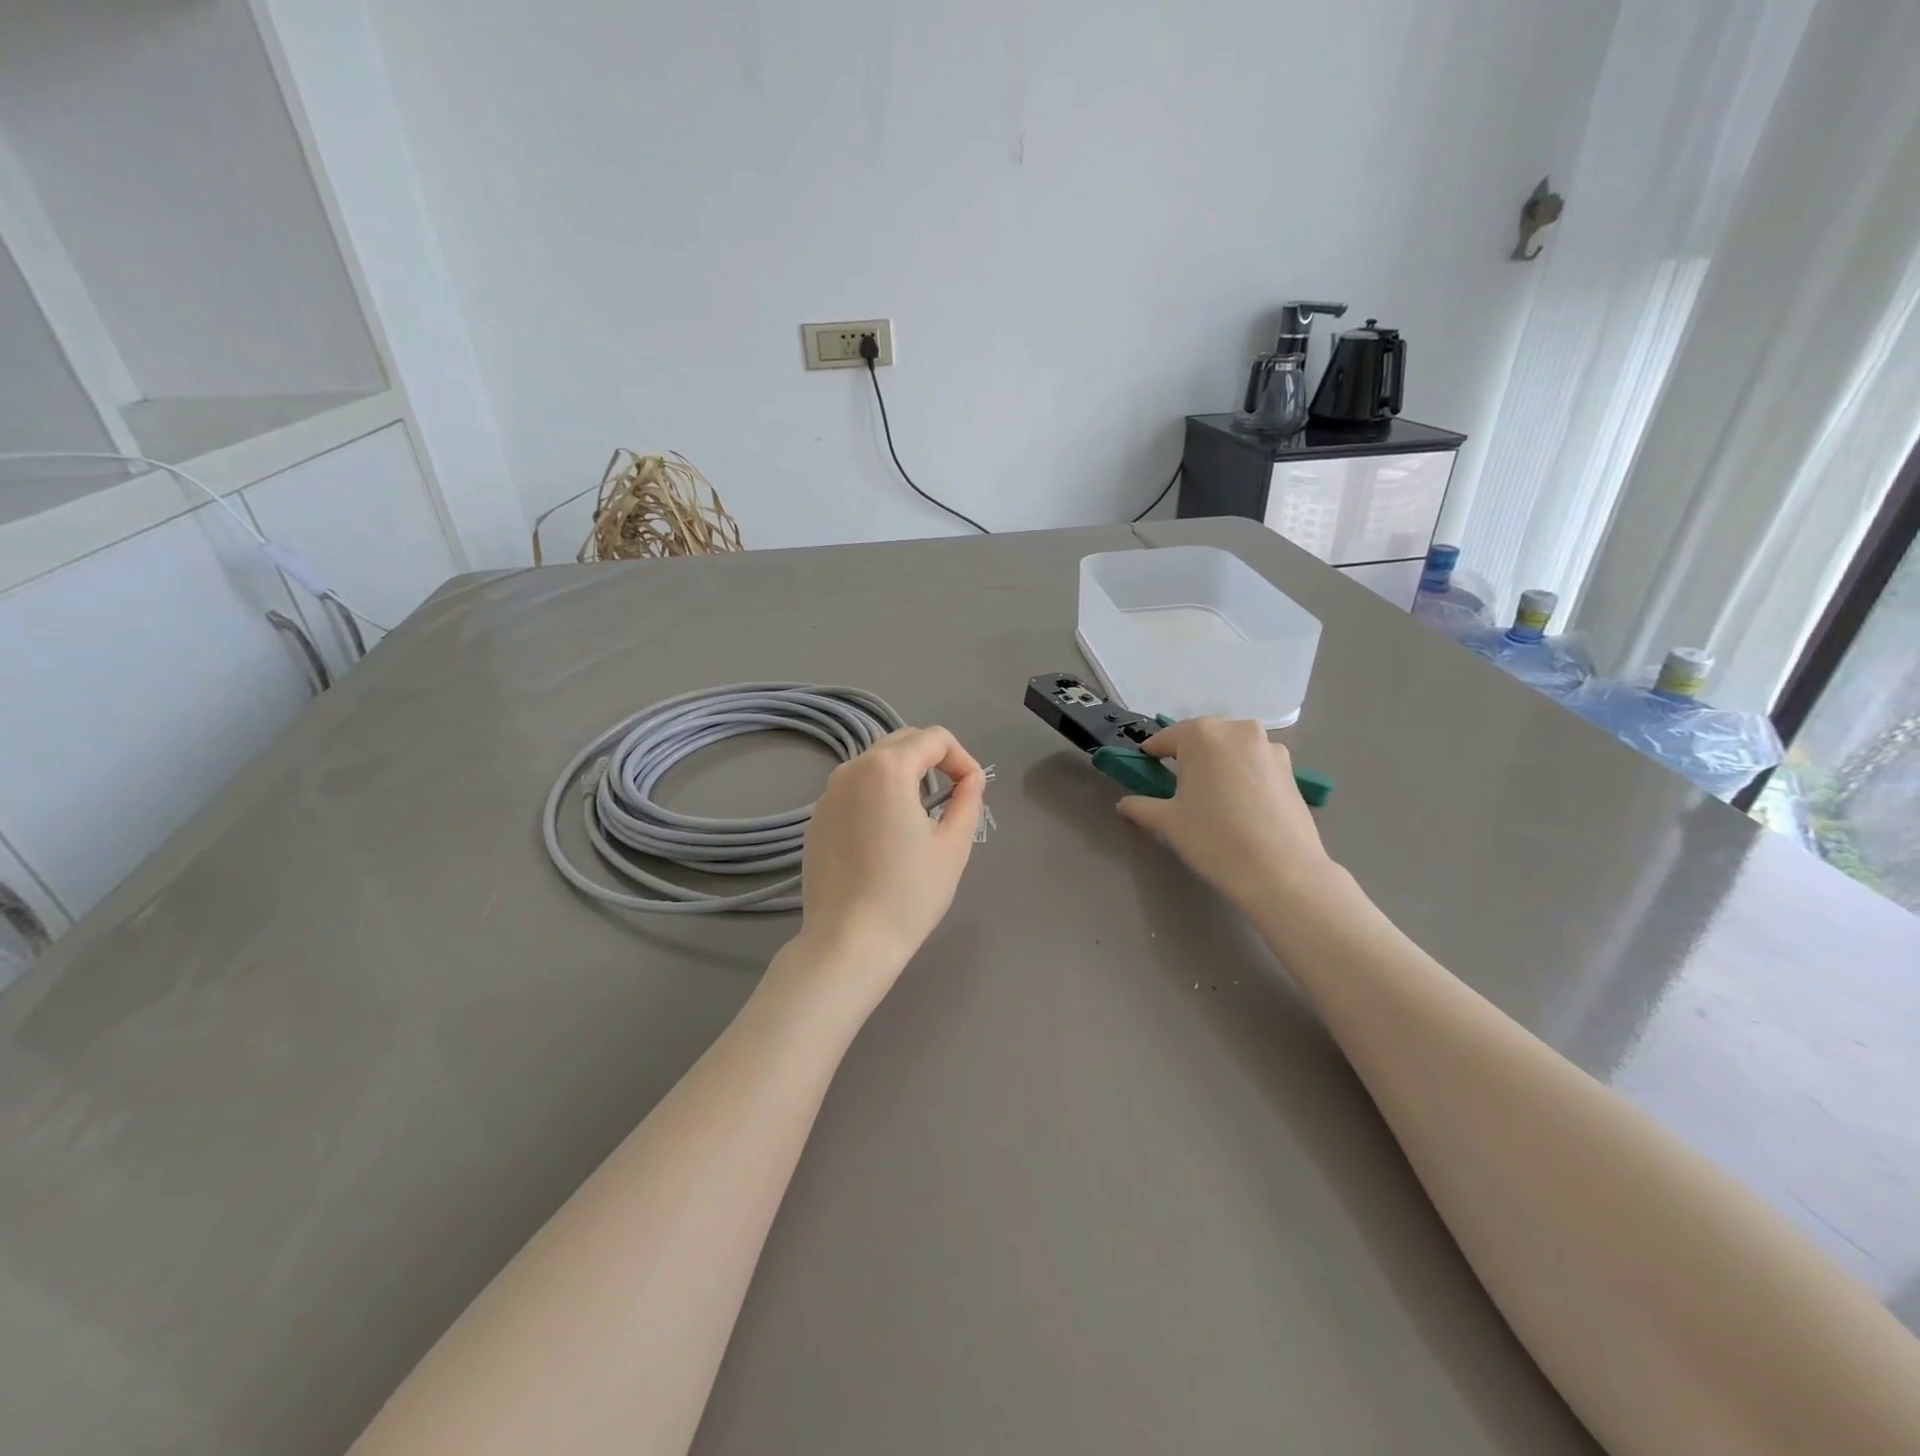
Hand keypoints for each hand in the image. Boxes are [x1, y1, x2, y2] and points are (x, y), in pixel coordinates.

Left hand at [792, 726, 986, 999]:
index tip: (973, 791)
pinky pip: (854, 789)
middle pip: (902, 742)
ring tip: (922, 813)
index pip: (934, 738)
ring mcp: (828, 794)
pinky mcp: (816, 819)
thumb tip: (970, 780)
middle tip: (952, 796)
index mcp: (888, 768)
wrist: (848, 942)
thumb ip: (968, 800)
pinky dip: (877, 795)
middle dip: (933, 760)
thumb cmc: (908, 893)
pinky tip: (886, 834)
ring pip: (875, 763)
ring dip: (905, 774)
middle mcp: (852, 770)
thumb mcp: (953, 846)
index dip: (962, 758)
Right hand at [1116, 717, 1334, 913]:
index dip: (1151, 757)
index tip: (1144, 773)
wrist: (1282, 872)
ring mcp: (1269, 747)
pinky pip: (1254, 765)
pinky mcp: (1291, 769)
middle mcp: (1237, 729)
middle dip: (1187, 759)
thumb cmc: (1214, 839)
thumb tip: (1125, 804)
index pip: (1165, 739)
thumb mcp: (1167, 822)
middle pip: (1201, 739)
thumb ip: (1141, 806)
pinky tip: (1240, 807)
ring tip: (1213, 800)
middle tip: (1179, 791)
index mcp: (1202, 734)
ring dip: (1217, 766)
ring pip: (1231, 750)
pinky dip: (1242, 777)